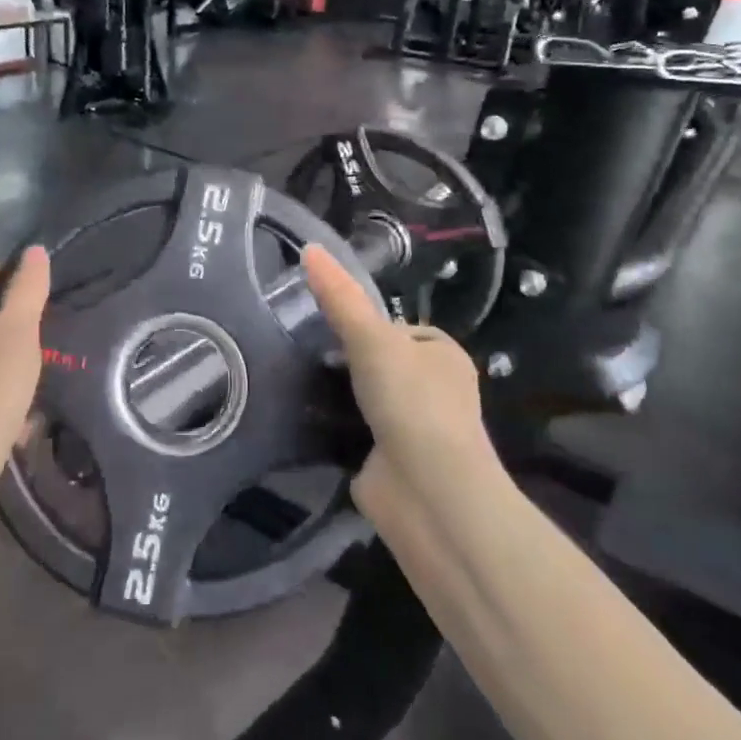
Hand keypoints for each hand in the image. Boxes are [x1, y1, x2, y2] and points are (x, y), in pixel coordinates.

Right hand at [301, 244, 503, 518]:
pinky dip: (335, 428)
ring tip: (296, 379)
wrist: (426, 492)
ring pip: (368, 399)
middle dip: (349, 360)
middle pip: (383, 363)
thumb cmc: (411, 402)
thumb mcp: (372, 338)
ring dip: (340, 394)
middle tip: (306, 351)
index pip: (401, 328)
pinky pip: (356, 433)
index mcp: (444, 356)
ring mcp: (414, 430)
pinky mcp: (390, 463)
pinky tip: (305, 419)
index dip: (367, 323)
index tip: (328, 323)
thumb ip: (340, 297)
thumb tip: (310, 247)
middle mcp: (435, 391)